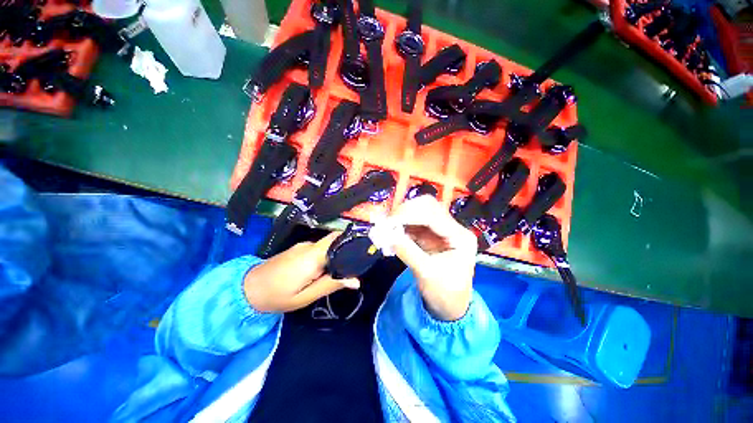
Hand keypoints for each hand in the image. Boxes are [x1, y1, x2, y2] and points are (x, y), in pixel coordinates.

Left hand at [244, 232, 359, 312]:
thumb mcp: (306, 297)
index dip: (352, 241)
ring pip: (327, 245)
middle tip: (355, 265)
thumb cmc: (277, 296)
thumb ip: (331, 285)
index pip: (337, 239)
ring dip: (336, 254)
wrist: (247, 289)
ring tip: (342, 270)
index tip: (363, 251)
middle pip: (334, 240)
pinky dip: (326, 255)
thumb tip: (356, 281)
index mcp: (312, 256)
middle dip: (346, 249)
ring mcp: (302, 246)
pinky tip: (325, 269)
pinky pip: (318, 249)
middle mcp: (309, 246)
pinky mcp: (298, 249)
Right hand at [390, 195, 477, 320]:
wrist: (449, 308)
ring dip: (400, 218)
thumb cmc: (445, 294)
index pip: (433, 215)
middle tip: (387, 223)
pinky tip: (389, 234)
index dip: (409, 214)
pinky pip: (412, 224)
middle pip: (427, 207)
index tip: (389, 222)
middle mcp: (452, 228)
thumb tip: (385, 234)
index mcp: (460, 236)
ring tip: (385, 229)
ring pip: (418, 212)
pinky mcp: (429, 236)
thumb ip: (407, 251)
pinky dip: (399, 227)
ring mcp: (440, 230)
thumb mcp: (426, 273)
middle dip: (405, 212)